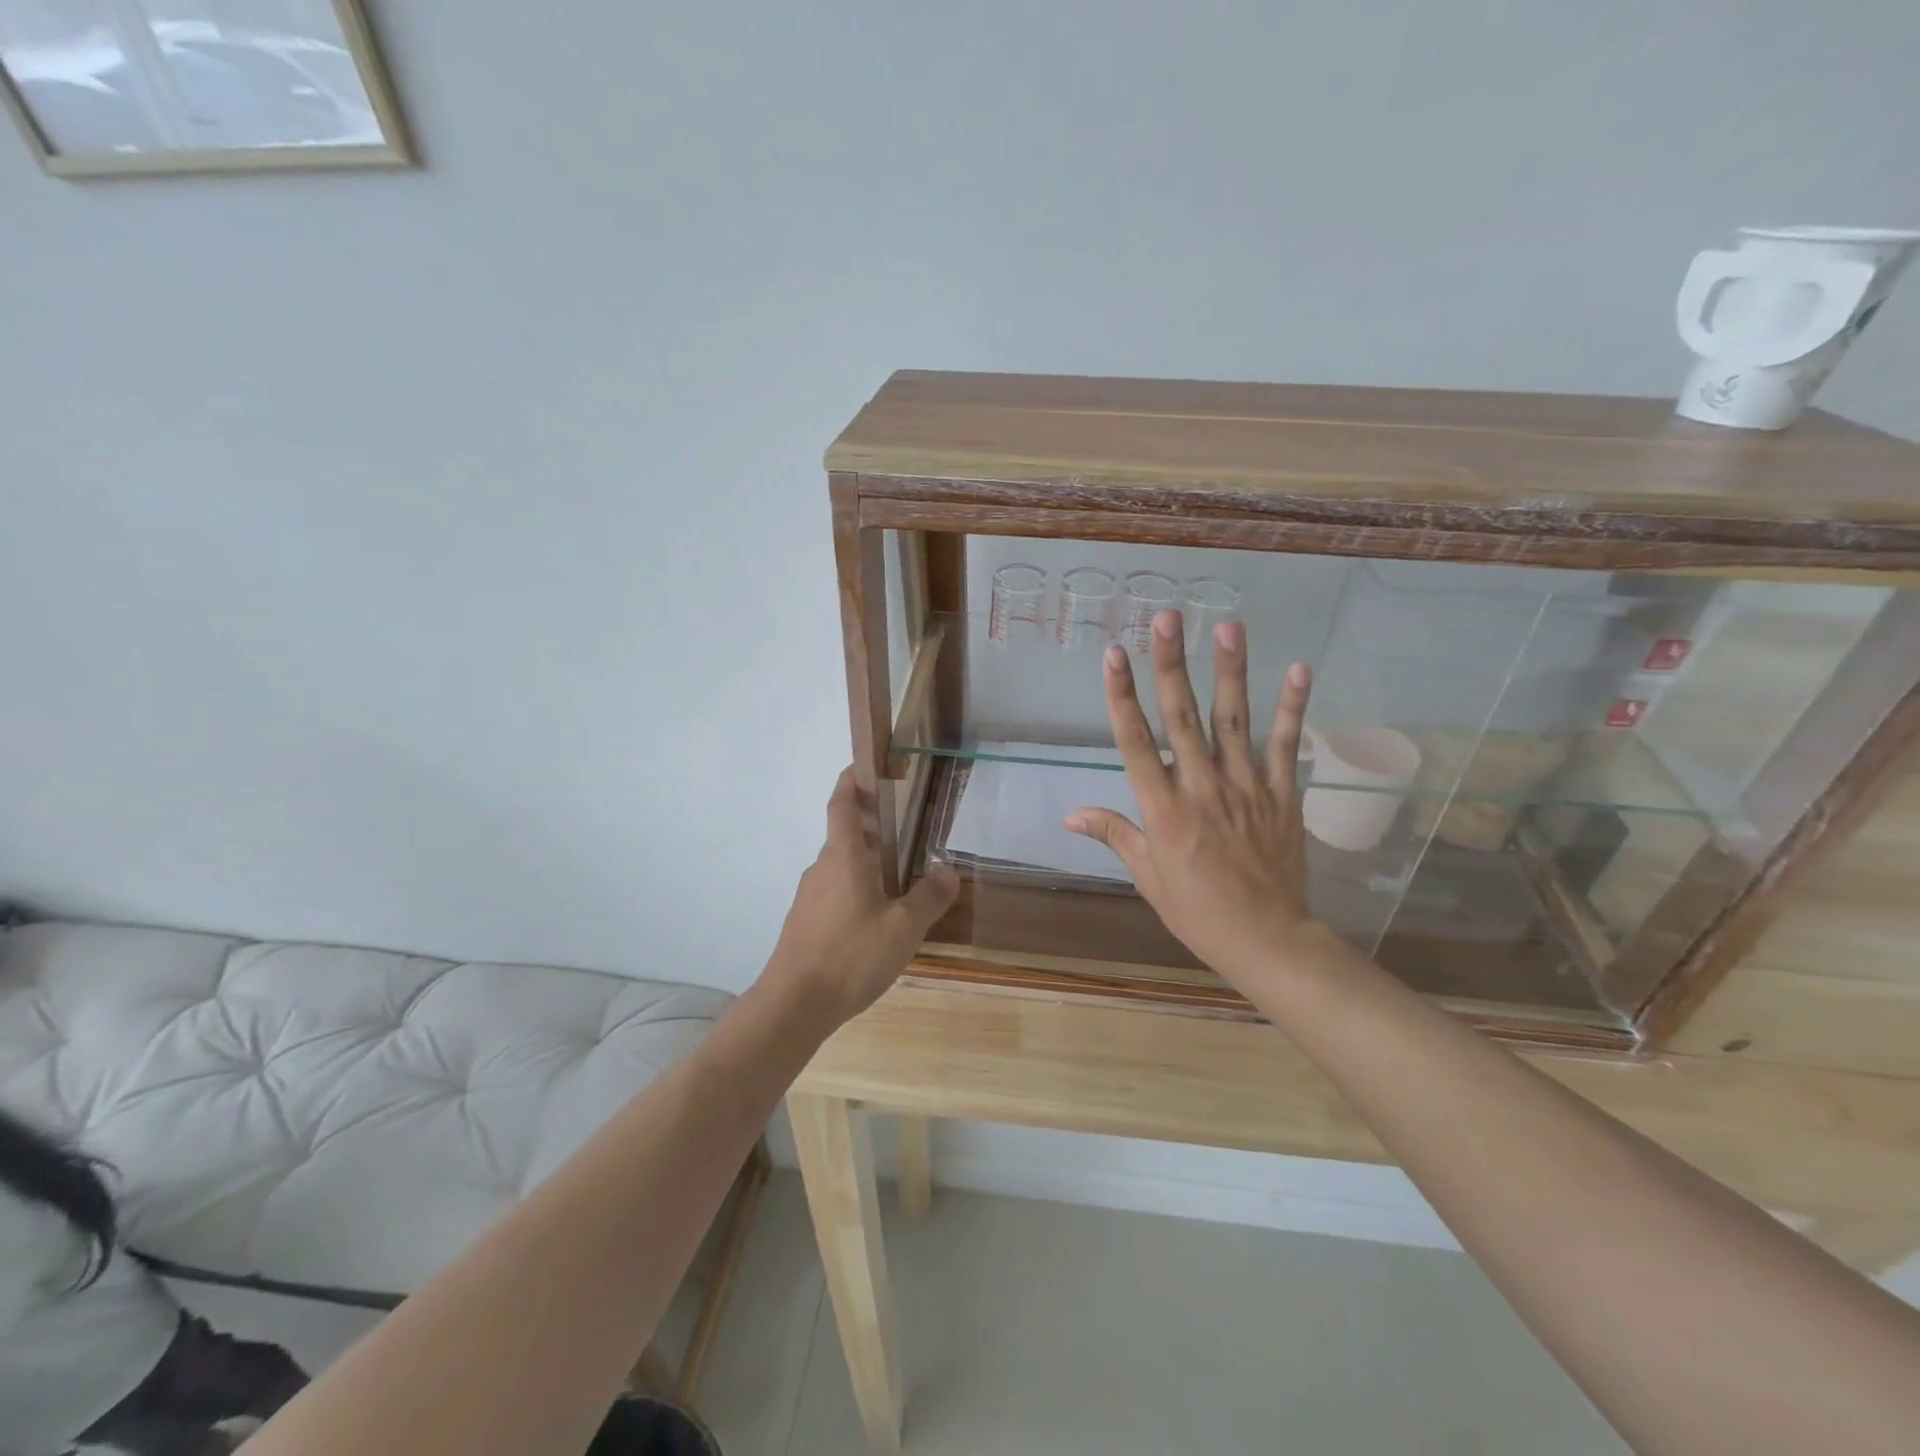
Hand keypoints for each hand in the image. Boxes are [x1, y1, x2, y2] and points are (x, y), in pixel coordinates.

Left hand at [764, 768, 958, 1024]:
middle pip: (845, 835)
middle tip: (907, 829)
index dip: (852, 780)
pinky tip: (877, 921)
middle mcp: (822, 868)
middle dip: (872, 826)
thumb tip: (948, 870)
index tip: (865, 765)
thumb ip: (929, 897)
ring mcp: (809, 896)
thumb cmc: (850, 955)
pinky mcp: (805, 923)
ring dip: (866, 863)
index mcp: (844, 857)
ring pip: (841, 867)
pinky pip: (835, 893)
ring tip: (901, 880)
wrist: (793, 1005)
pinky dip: (856, 891)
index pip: (843, 804)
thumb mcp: (903, 928)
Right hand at [1065, 612, 1315, 985]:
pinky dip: (1293, 707)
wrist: (1267, 940)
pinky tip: (1298, 668)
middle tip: (1165, 619)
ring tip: (1226, 626)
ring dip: (1229, 671)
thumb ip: (1114, 834)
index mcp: (1162, 809)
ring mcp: (1245, 787)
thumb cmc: (1197, 911)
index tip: (1113, 655)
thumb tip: (1070, 814)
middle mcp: (1201, 788)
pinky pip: (1285, 744)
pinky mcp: (1281, 794)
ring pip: (1234, 720)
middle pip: (1182, 717)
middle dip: (1170, 665)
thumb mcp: (1147, 876)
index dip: (1122, 695)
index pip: (1136, 742)